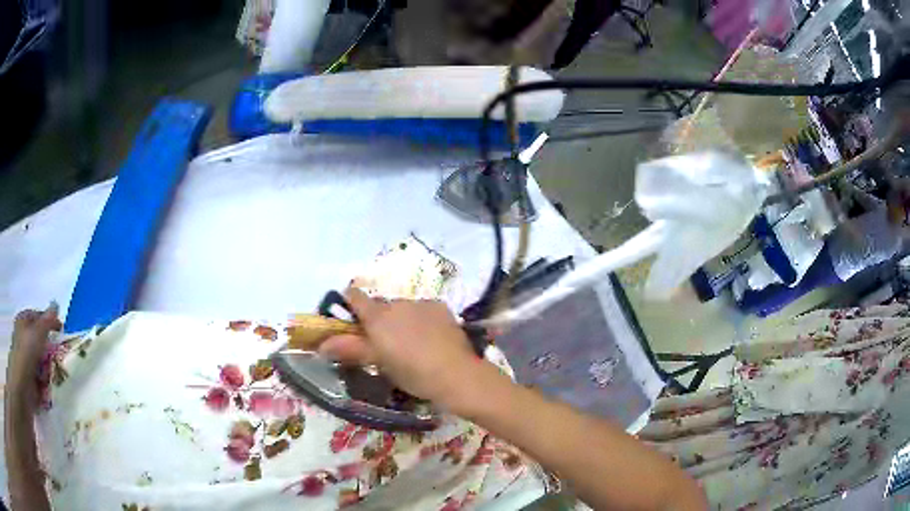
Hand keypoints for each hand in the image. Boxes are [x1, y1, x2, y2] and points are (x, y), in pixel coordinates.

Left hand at [8, 304, 60, 405]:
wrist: (23, 384)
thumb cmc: (27, 352)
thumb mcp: (38, 332)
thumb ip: (47, 321)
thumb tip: (55, 306)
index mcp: (23, 322)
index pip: (37, 317)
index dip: (48, 321)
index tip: (60, 329)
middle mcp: (24, 339)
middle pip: (40, 341)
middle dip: (50, 348)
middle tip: (60, 353)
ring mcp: (28, 361)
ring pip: (42, 362)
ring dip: (50, 367)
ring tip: (56, 372)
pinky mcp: (32, 380)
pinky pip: (43, 379)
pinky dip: (48, 382)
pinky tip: (51, 384)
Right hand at [319, 288, 485, 407]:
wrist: (455, 374)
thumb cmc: (411, 372)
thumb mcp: (378, 363)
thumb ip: (349, 349)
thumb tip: (321, 344)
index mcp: (378, 316)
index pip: (355, 297)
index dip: (350, 303)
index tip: (351, 318)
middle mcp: (397, 303)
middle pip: (381, 305)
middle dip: (379, 319)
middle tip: (385, 343)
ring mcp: (421, 303)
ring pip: (403, 307)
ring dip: (401, 319)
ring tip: (412, 343)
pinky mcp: (440, 307)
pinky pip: (423, 309)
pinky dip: (422, 319)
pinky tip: (431, 338)